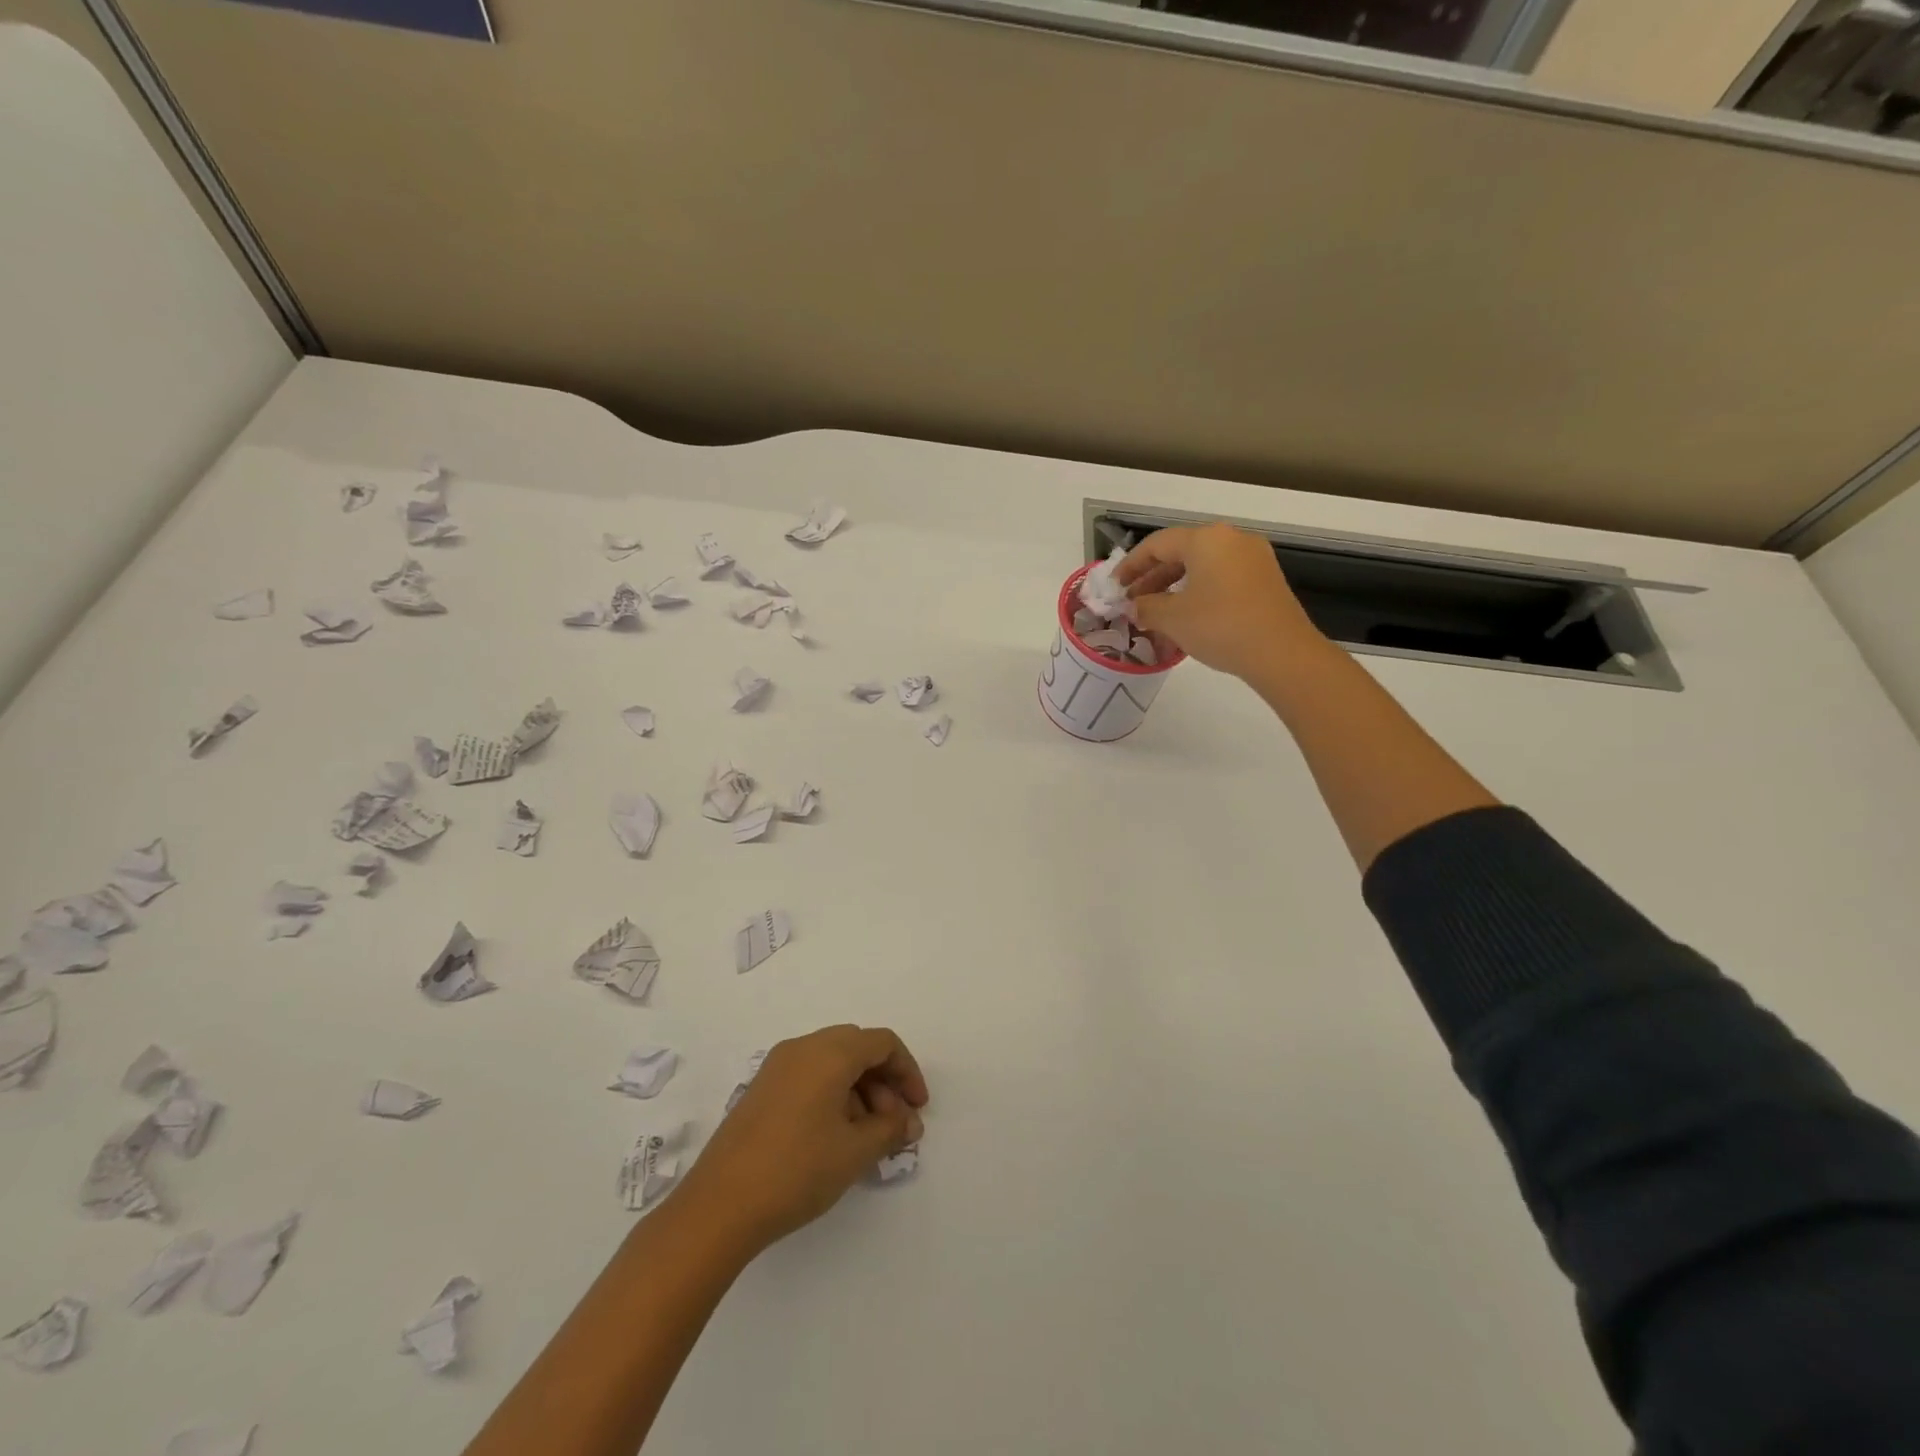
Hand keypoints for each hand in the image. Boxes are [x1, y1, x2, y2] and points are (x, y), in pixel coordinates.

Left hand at [676, 1024, 928, 1252]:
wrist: (719, 1206)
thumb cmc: (796, 1170)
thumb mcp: (854, 1152)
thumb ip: (890, 1130)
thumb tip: (908, 1122)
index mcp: (828, 1052)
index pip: (882, 1043)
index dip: (907, 1072)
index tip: (917, 1108)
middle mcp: (802, 1048)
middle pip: (857, 1048)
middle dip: (884, 1082)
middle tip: (896, 1125)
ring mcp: (777, 1068)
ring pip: (833, 1063)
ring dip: (860, 1091)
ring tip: (869, 1138)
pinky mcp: (762, 1090)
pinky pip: (810, 1077)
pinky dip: (833, 1096)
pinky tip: (836, 1137)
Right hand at [1116, 523, 1327, 683]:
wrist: (1282, 653)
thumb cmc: (1220, 626)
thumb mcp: (1172, 618)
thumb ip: (1146, 607)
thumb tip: (1134, 606)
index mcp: (1207, 539)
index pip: (1157, 544)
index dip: (1131, 565)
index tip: (1114, 586)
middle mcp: (1232, 540)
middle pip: (1181, 552)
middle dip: (1152, 578)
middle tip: (1132, 602)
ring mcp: (1253, 559)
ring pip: (1202, 567)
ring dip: (1174, 587)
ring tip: (1155, 613)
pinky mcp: (1265, 580)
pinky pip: (1221, 578)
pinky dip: (1198, 592)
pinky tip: (1186, 617)